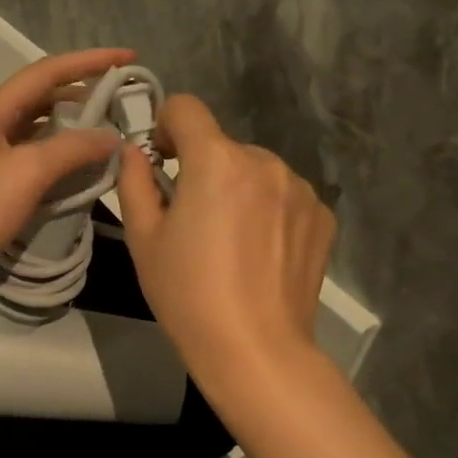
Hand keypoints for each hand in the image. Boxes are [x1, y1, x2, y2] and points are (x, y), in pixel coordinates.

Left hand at [0, 49, 133, 315]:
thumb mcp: (27, 172)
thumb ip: (72, 148)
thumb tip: (111, 136)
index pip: (46, 72)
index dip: (89, 61)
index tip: (129, 58)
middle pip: (41, 97)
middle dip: (83, 95)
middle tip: (123, 104)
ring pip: (37, 129)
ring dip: (72, 127)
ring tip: (108, 135)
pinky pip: (31, 158)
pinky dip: (58, 158)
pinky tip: (79, 170)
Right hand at [116, 94, 334, 379]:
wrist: (255, 349)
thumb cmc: (187, 293)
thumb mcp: (143, 238)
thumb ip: (134, 182)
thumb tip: (135, 153)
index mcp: (216, 160)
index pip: (185, 107)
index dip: (165, 127)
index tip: (162, 163)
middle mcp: (264, 161)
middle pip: (222, 147)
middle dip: (203, 170)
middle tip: (192, 222)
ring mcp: (300, 189)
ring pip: (255, 172)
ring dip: (239, 190)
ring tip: (231, 244)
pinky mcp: (323, 217)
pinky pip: (285, 197)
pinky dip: (269, 212)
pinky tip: (260, 255)